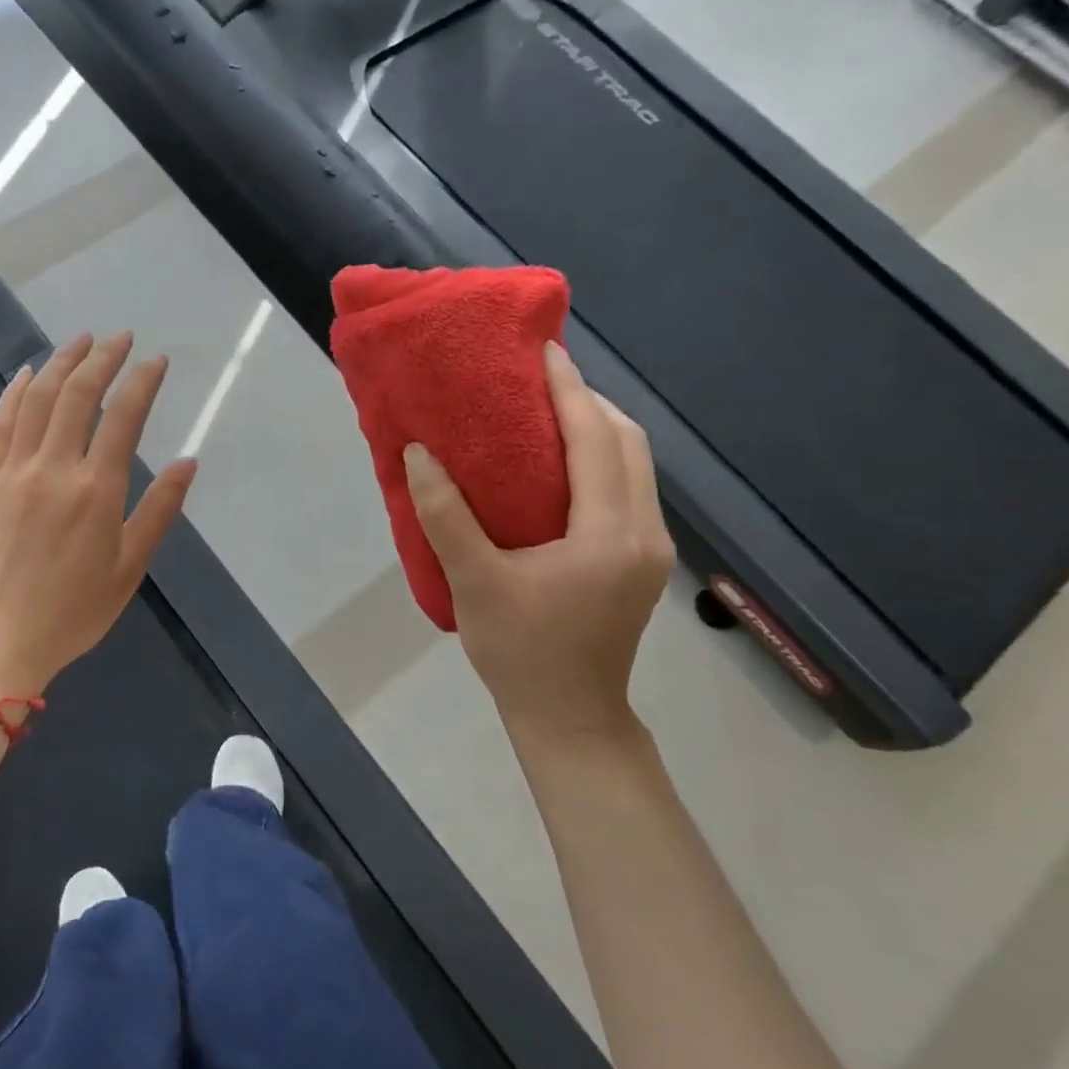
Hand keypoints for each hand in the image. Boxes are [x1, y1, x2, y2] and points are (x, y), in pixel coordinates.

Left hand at [0, 332, 196, 698]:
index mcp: (96, 491)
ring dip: (60, 363)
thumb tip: (188, 463)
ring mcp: (14, 471)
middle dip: (103, 358)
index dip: (142, 381)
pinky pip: (0, 424)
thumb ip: (159, 511)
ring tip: (81, 341)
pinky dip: (14, 392)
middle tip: (120, 337)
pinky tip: (26, 373)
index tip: (156, 360)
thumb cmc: (73, 611)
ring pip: (37, 399)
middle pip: (78, 395)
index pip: (124, 417)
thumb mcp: (129, 568)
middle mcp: (54, 469)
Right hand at [403, 342, 673, 746]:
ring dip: (596, 429)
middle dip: (587, 402)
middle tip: (535, 381)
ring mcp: (649, 549)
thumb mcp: (473, 582)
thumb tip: (419, 453)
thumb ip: (445, 515)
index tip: (541, 350)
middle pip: (628, 443)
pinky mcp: (640, 561)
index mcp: (609, 534)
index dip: (569, 390)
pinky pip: (627, 489)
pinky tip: (558, 464)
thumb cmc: (519, 651)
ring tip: (543, 413)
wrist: (568, 717)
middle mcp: (643, 533)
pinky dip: (598, 460)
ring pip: (634, 465)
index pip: (597, 440)